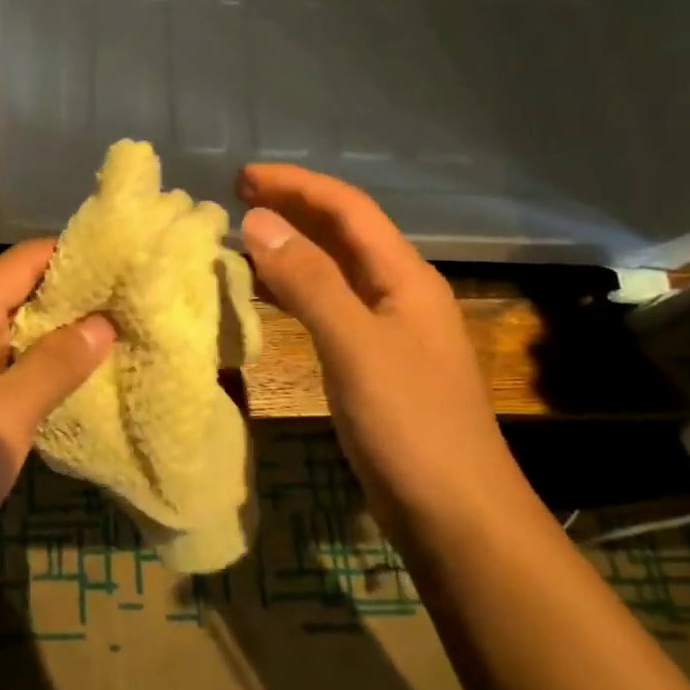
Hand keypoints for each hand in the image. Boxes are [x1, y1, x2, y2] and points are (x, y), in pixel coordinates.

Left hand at [0, 240, 114, 562]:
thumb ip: (56, 364)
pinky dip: (33, 366)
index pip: (23, 261)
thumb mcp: (6, 415)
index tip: (128, 264)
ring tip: (117, 336)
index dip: (76, 257)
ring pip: (8, 332)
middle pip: (15, 292)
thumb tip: (103, 322)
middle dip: (72, 298)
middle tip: (133, 305)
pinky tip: (71, 379)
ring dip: (55, 335)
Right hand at [237, 163, 528, 532]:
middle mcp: (398, 294)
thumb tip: (258, 222)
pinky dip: (293, 292)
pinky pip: (327, 308)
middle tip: (235, 199)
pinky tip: (265, 298)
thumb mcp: (355, 344)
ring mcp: (386, 331)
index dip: (296, 185)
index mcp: (404, 278)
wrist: (454, 512)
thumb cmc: (410, 423)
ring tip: (240, 240)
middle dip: (293, 209)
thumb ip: (308, 281)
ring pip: (332, 272)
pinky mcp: (371, 364)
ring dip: (290, 249)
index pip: (348, 210)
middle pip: (342, 234)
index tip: (242, 177)